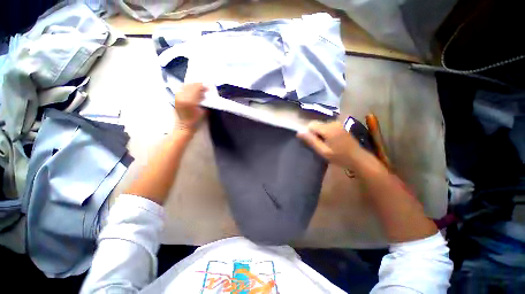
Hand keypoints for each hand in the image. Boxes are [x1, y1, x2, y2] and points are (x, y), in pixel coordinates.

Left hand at [174, 83, 207, 132]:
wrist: (184, 126)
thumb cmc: (195, 121)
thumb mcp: (203, 112)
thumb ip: (205, 103)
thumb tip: (206, 95)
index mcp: (190, 101)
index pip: (196, 88)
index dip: (202, 86)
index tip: (208, 87)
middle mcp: (182, 97)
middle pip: (190, 85)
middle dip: (198, 85)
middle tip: (204, 88)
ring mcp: (177, 97)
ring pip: (185, 86)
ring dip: (192, 86)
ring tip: (198, 90)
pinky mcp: (175, 98)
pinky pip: (181, 89)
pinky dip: (187, 88)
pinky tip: (191, 92)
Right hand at [297, 121, 361, 167]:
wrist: (358, 158)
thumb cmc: (340, 157)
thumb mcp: (323, 151)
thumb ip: (311, 140)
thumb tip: (299, 132)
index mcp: (328, 129)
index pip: (311, 125)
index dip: (309, 133)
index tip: (314, 143)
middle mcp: (333, 123)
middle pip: (316, 124)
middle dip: (315, 133)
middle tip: (320, 145)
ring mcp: (338, 123)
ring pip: (321, 125)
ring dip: (320, 133)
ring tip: (326, 144)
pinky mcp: (341, 125)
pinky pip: (328, 126)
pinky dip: (326, 132)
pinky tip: (332, 141)